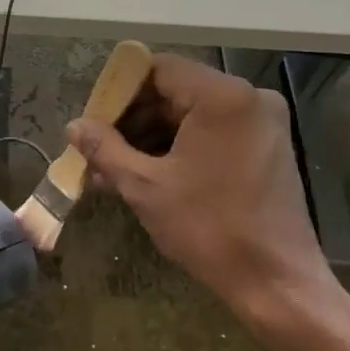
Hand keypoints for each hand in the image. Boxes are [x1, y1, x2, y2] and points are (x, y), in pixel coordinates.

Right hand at [68, 53, 337, 339]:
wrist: (275, 280)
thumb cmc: (208, 228)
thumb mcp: (144, 187)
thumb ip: (105, 149)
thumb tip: (74, 126)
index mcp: (222, 96)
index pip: (158, 69)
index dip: (119, 91)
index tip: (93, 121)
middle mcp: (249, 98)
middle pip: (176, 90)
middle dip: (133, 119)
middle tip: (98, 149)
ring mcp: (263, 122)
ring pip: (192, 114)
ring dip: (152, 136)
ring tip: (114, 169)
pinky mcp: (267, 146)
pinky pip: (212, 132)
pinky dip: (179, 147)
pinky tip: (147, 174)